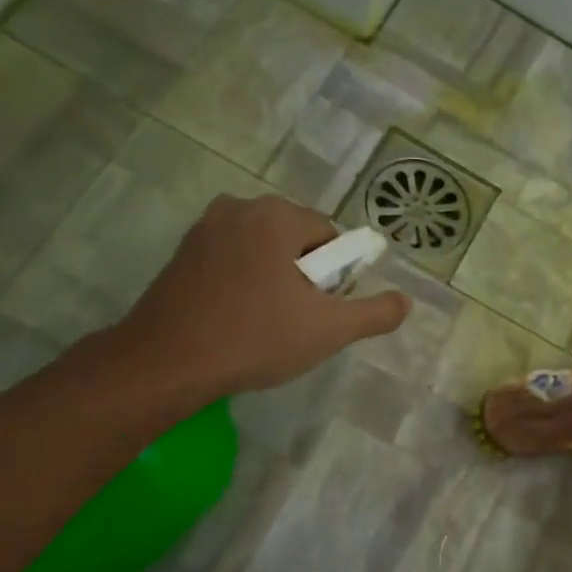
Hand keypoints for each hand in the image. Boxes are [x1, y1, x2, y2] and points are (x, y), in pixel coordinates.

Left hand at [105, 194, 410, 412]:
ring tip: (266, 327)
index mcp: (276, 215)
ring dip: (274, 283)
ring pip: (262, 253)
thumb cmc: (255, 338)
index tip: (323, 310)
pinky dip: (243, 286)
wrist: (167, 363)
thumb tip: (405, 302)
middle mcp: (238, 208)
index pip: (330, 235)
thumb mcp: (329, 330)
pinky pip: (231, 263)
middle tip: (297, 322)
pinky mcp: (180, 255)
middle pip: (295, 241)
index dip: (336, 276)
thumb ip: (374, 313)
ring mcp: (203, 230)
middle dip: (304, 277)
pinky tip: (237, 322)